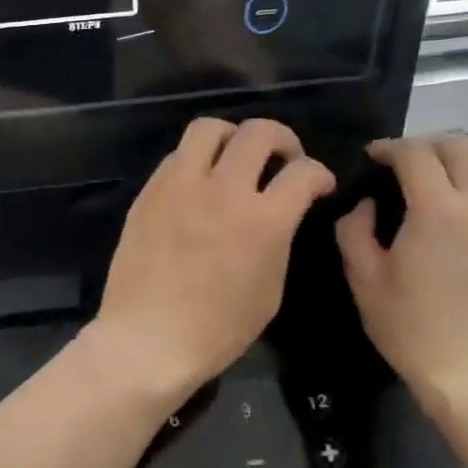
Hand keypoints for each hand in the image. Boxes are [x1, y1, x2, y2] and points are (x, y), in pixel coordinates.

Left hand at [92, 117, 334, 404]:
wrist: (147, 340)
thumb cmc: (217, 330)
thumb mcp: (269, 292)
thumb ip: (278, 242)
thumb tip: (277, 218)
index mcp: (263, 220)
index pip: (304, 172)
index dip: (320, 174)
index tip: (318, 185)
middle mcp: (223, 190)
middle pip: (259, 132)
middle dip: (282, 140)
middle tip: (283, 160)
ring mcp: (180, 187)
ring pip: (209, 128)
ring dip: (232, 137)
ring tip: (234, 159)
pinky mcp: (148, 194)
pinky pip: (175, 157)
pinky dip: (195, 160)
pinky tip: (197, 184)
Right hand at [335, 136, 467, 412]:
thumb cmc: (410, 327)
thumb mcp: (364, 279)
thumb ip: (354, 230)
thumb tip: (366, 205)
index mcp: (438, 209)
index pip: (415, 154)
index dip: (389, 148)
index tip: (371, 155)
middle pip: (460, 147)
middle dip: (426, 145)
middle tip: (399, 163)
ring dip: (455, 164)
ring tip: (429, 184)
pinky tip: (455, 214)